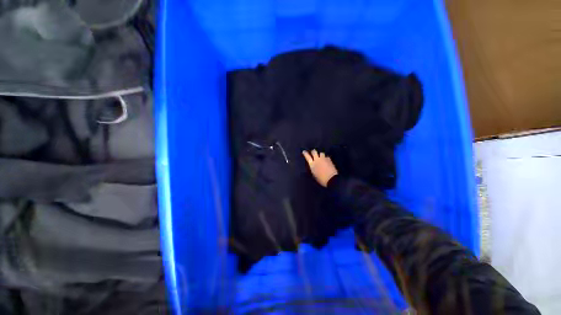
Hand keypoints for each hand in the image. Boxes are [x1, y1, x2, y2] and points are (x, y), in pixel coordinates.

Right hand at [302, 149, 337, 186]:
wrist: (331, 179)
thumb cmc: (321, 179)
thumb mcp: (314, 174)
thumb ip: (313, 168)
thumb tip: (313, 166)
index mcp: (312, 164)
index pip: (307, 157)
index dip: (305, 153)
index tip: (304, 151)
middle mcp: (317, 160)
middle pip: (314, 152)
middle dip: (313, 151)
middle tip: (313, 152)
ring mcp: (324, 159)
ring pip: (321, 153)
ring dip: (320, 154)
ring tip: (321, 157)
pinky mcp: (329, 160)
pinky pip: (326, 157)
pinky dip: (326, 158)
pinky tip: (326, 161)